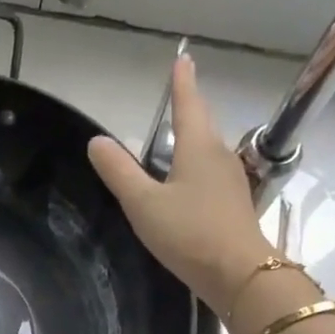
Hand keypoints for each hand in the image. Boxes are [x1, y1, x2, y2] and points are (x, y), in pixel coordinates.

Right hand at [87, 53, 273, 314]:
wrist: (238, 273)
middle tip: (178, 99)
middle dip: (189, 112)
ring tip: (176, 143)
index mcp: (198, 147)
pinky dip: (197, 171)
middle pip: (202, 126)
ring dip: (193, 143)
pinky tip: (188, 186)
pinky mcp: (234, 205)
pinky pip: (211, 177)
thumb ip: (119, 173)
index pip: (188, 105)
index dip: (182, 83)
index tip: (183, 60)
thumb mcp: (143, 204)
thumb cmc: (188, 233)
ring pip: (208, 153)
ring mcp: (231, 181)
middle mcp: (219, 156)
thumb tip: (96, 142)